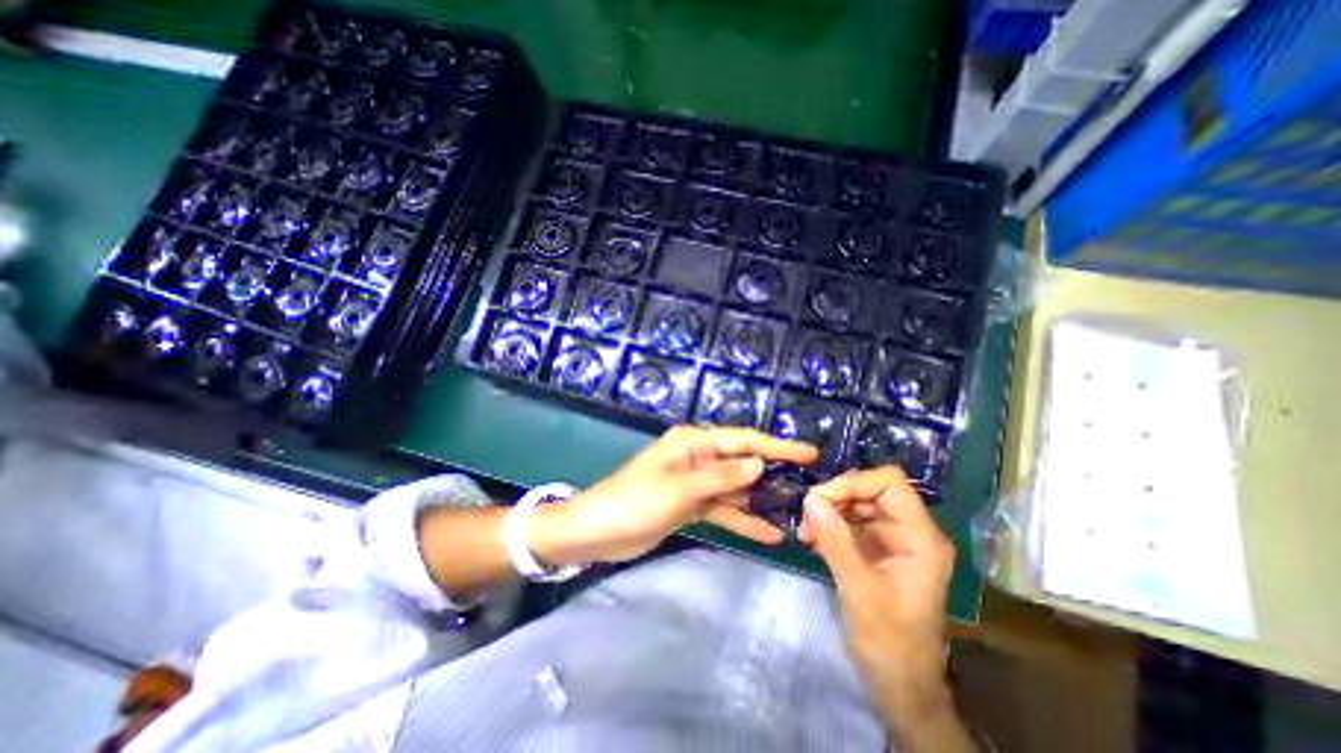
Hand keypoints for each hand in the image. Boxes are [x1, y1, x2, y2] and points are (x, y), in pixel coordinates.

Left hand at [535, 425, 815, 559]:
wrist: (597, 531)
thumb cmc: (634, 502)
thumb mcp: (679, 489)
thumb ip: (720, 476)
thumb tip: (758, 463)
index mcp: (692, 443)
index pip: (742, 440)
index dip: (776, 446)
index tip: (808, 452)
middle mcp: (697, 457)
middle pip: (742, 462)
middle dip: (772, 473)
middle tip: (809, 485)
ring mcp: (695, 482)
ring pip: (735, 487)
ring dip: (760, 500)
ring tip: (796, 513)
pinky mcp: (691, 504)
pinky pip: (723, 508)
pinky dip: (742, 519)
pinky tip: (769, 534)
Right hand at [801, 467, 957, 736]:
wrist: (900, 685)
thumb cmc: (889, 643)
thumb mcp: (859, 590)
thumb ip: (836, 541)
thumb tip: (810, 499)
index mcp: (920, 538)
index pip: (889, 483)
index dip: (854, 482)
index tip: (820, 498)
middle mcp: (909, 531)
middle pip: (870, 490)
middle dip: (835, 497)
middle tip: (806, 515)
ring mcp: (892, 540)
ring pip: (856, 504)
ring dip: (829, 511)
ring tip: (806, 531)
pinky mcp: (876, 549)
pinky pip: (850, 522)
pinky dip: (829, 525)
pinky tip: (812, 539)